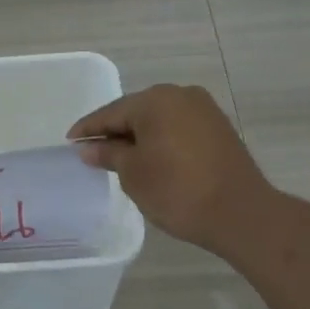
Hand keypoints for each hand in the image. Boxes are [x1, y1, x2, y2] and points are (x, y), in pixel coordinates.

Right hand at [68, 85, 271, 251]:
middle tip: (91, 150)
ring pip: (159, 119)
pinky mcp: (218, 128)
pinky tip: (151, 158)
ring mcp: (204, 110)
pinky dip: (160, 140)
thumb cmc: (176, 190)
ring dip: (139, 135)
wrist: (239, 213)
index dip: (88, 129)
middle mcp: (180, 95)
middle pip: (136, 111)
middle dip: (114, 130)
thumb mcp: (133, 173)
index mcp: (155, 100)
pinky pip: (178, 128)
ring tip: (119, 157)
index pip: (111, 113)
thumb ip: (109, 154)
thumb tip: (89, 148)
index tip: (70, 141)